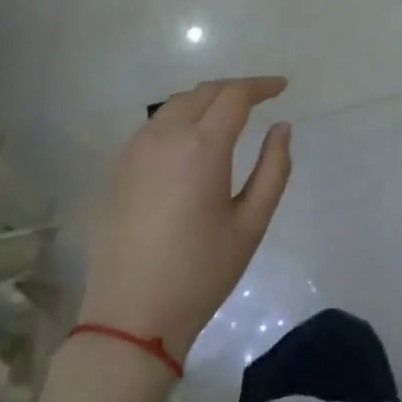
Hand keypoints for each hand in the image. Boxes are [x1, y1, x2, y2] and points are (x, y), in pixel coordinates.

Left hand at [75, 77, 292, 364]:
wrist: (131, 315)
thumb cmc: (201, 272)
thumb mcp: (251, 223)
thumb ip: (273, 168)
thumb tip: (281, 128)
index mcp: (202, 147)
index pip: (235, 96)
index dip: (261, 86)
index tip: (283, 87)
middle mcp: (165, 136)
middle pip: (204, 92)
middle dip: (235, 89)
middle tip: (261, 99)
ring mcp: (135, 150)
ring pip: (176, 105)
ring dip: (206, 100)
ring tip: (230, 115)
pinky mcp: (119, 168)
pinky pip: (155, 125)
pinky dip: (181, 117)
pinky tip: (194, 139)